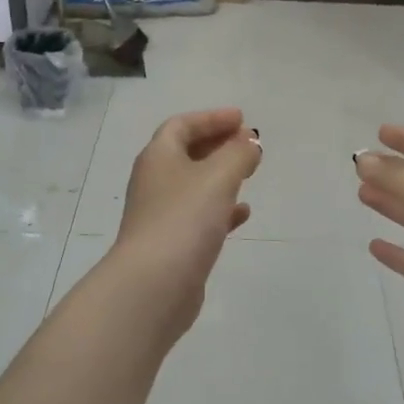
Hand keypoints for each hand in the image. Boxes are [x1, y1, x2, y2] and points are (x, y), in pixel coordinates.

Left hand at [112, 108, 262, 329]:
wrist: (153, 285)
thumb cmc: (184, 220)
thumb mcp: (218, 177)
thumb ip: (238, 154)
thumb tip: (249, 142)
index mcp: (158, 157)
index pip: (181, 125)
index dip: (211, 118)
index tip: (241, 119)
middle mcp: (155, 182)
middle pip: (186, 154)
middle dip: (217, 145)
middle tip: (247, 145)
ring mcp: (161, 215)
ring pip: (194, 186)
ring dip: (220, 176)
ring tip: (249, 174)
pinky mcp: (172, 244)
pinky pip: (199, 217)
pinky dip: (221, 209)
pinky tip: (243, 214)